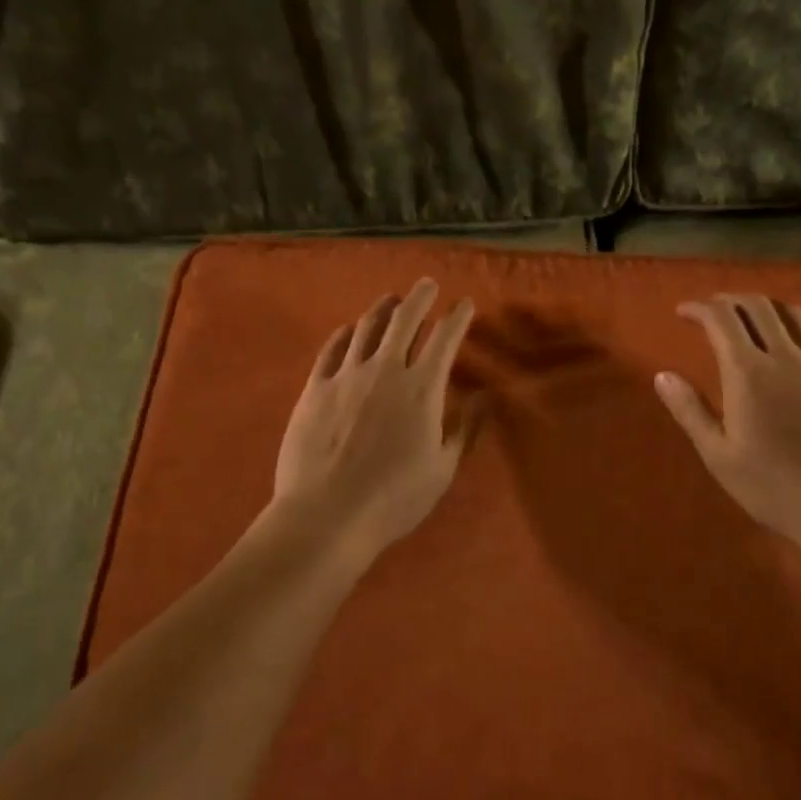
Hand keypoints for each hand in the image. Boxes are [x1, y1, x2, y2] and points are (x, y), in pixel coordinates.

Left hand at [272, 278, 476, 554]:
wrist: (326, 514)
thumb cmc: (394, 498)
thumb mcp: (442, 469)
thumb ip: (465, 429)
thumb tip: (485, 398)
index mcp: (422, 389)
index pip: (445, 339)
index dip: (458, 317)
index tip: (466, 304)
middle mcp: (385, 371)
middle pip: (405, 320)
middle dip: (420, 298)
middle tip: (427, 284)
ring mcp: (346, 376)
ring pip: (367, 329)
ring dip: (383, 309)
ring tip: (391, 300)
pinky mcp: (315, 389)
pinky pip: (332, 350)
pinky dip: (345, 335)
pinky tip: (349, 330)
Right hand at [655, 294, 800, 549]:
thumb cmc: (774, 487)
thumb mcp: (719, 455)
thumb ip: (690, 410)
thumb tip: (662, 376)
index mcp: (748, 372)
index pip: (721, 319)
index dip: (699, 308)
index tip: (683, 312)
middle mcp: (786, 357)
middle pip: (759, 307)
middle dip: (731, 300)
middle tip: (714, 310)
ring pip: (795, 316)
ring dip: (768, 308)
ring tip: (754, 319)